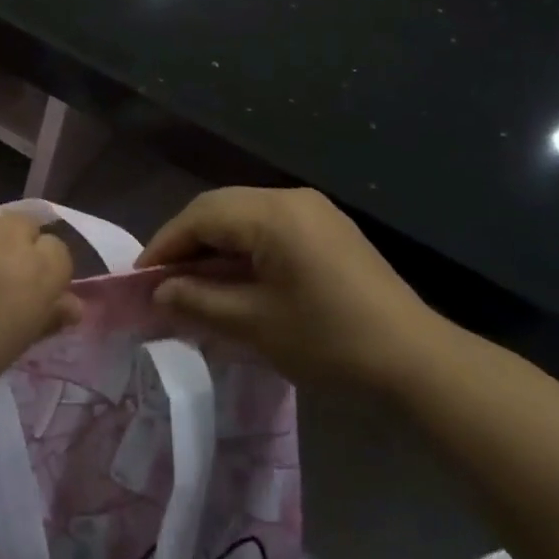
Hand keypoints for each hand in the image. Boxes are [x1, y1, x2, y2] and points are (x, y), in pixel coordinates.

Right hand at [138, 188, 449, 393]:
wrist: (417, 361)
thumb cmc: (329, 341)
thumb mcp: (255, 324)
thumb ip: (199, 301)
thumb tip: (159, 291)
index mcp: (272, 213)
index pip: (201, 216)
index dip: (166, 244)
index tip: (142, 277)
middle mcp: (290, 197)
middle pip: (220, 208)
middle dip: (188, 241)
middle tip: (165, 280)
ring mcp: (313, 209)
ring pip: (244, 214)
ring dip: (215, 243)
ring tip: (196, 281)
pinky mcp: (327, 227)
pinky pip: (270, 225)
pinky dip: (244, 245)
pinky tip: (237, 276)